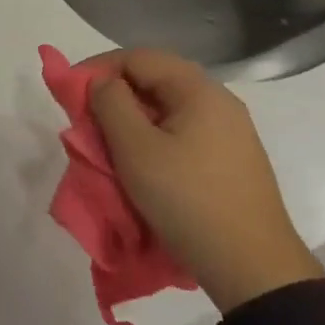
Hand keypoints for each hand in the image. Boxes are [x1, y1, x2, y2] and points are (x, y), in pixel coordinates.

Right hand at [85, 49, 324, 313]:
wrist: (253, 267)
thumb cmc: (188, 200)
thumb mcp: (135, 149)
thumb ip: (110, 104)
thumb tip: (101, 82)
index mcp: (199, 90)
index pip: (138, 57)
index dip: (98, 68)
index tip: (71, 94)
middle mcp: (219, 101)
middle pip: (155, 77)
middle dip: (114, 92)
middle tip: (87, 117)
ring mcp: (229, 130)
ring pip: (168, 106)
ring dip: (132, 116)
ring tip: (108, 140)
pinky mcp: (231, 158)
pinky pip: (183, 130)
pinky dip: (153, 135)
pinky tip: (141, 159)